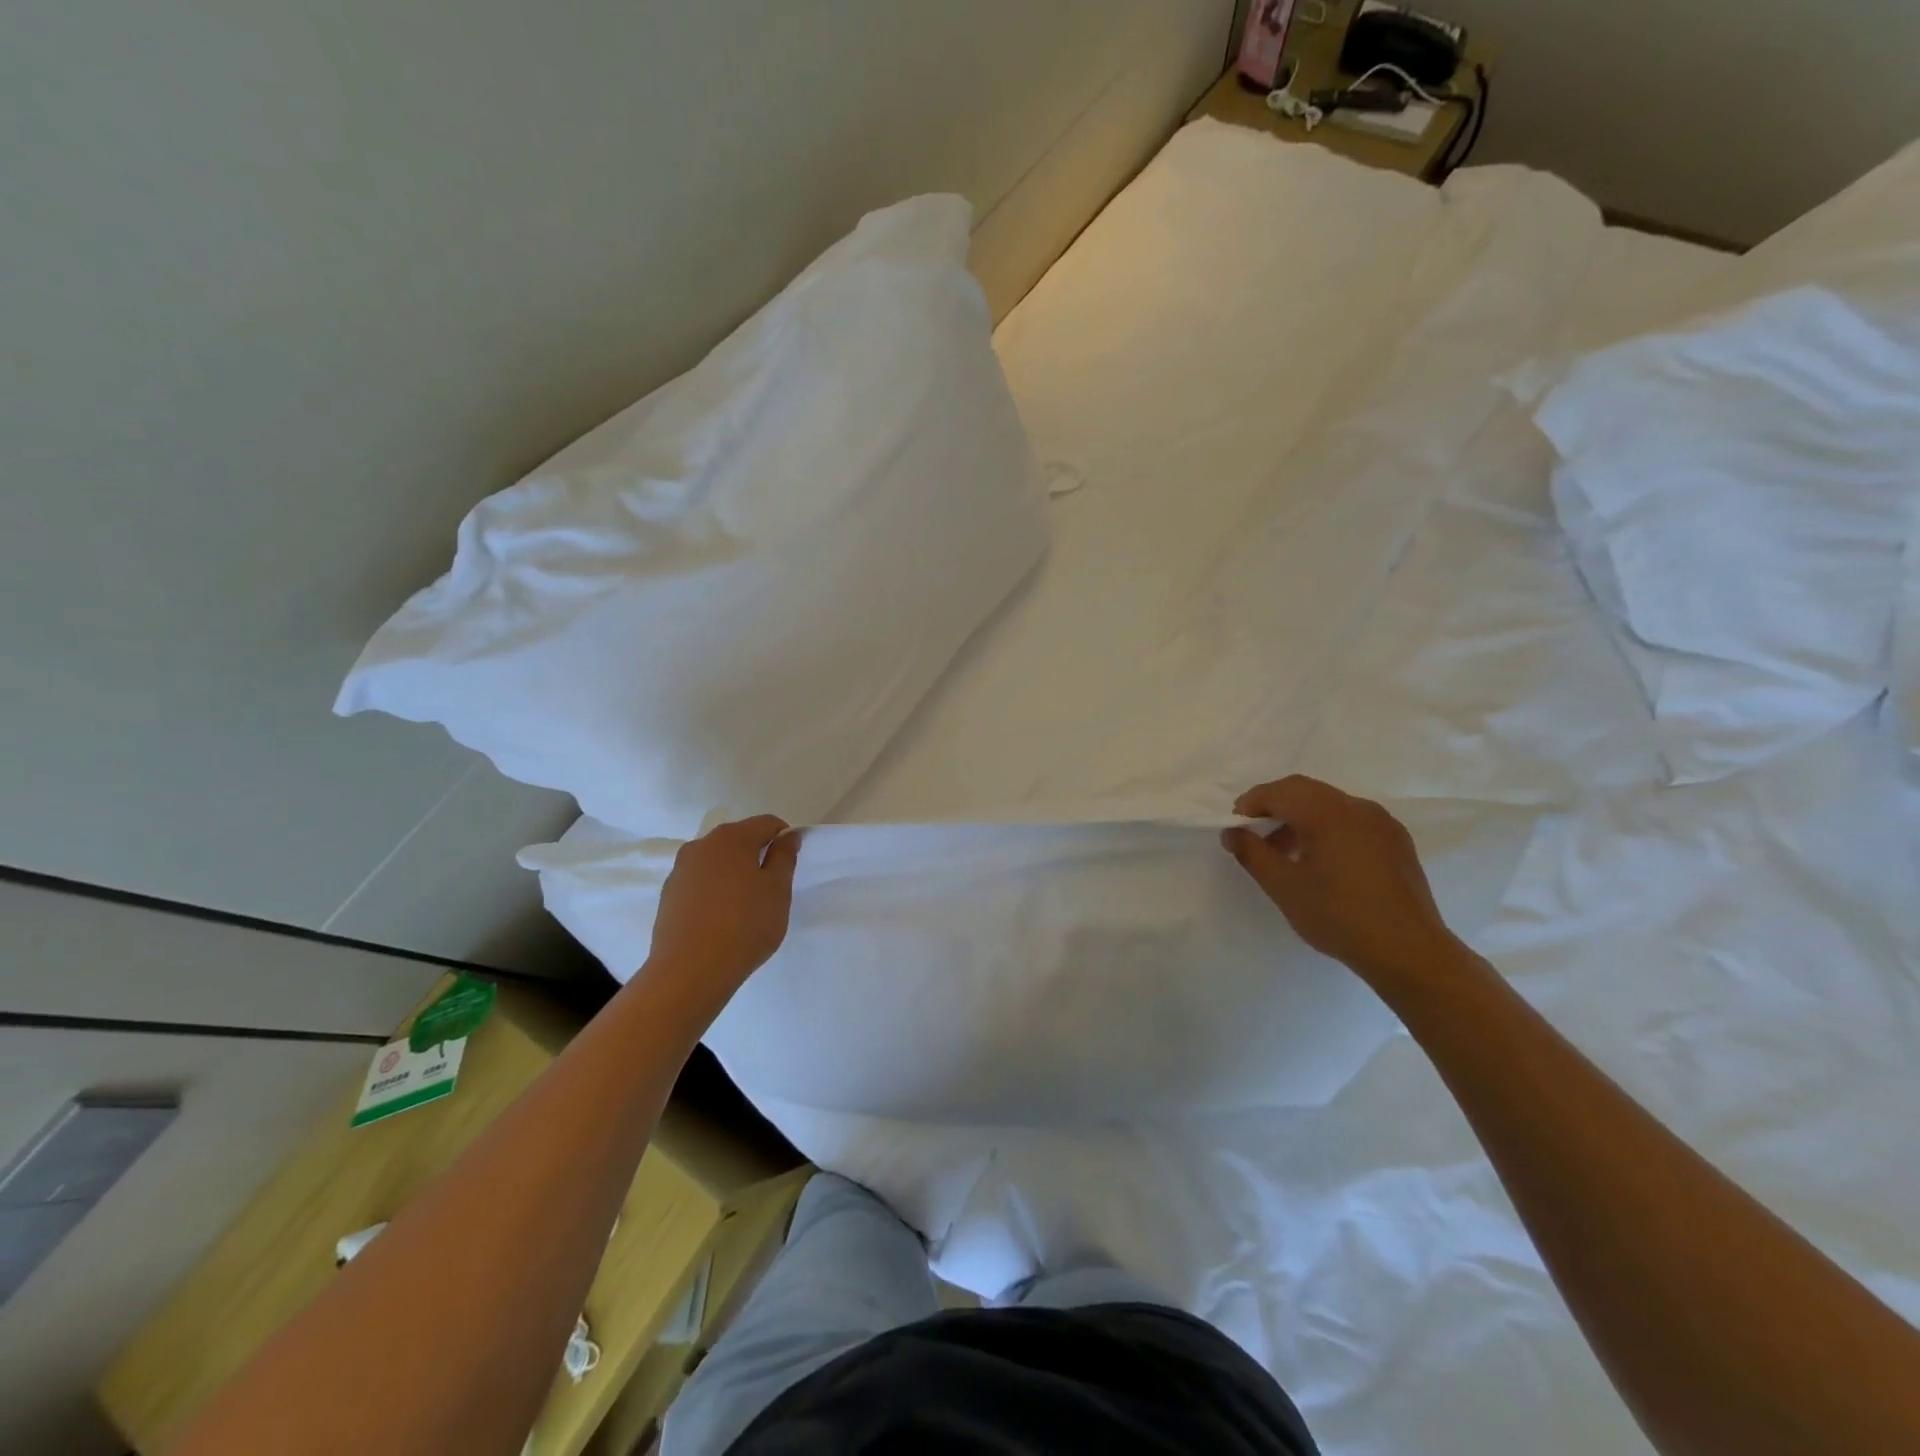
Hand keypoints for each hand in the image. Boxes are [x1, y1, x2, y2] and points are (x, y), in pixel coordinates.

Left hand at [647, 815, 800, 1000]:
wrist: (689, 971)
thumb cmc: (744, 926)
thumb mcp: (777, 891)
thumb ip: (784, 857)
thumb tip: (787, 836)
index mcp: (732, 837)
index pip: (767, 823)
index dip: (784, 839)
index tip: (789, 866)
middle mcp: (702, 844)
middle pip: (739, 838)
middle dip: (757, 855)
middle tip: (770, 887)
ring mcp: (680, 869)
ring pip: (717, 860)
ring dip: (734, 872)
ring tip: (744, 905)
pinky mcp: (668, 894)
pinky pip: (699, 881)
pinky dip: (714, 889)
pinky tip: (720, 918)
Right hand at [1221, 775, 1462, 984]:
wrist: (1409, 952)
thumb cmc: (1339, 916)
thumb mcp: (1284, 886)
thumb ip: (1252, 853)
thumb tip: (1231, 832)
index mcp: (1328, 813)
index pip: (1279, 792)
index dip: (1250, 804)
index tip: (1235, 828)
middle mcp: (1357, 807)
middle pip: (1304, 791)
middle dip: (1274, 806)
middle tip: (1254, 834)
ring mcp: (1382, 823)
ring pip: (1329, 804)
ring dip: (1300, 817)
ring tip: (1285, 852)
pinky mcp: (1396, 841)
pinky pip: (1352, 820)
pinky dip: (1327, 827)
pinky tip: (1322, 861)